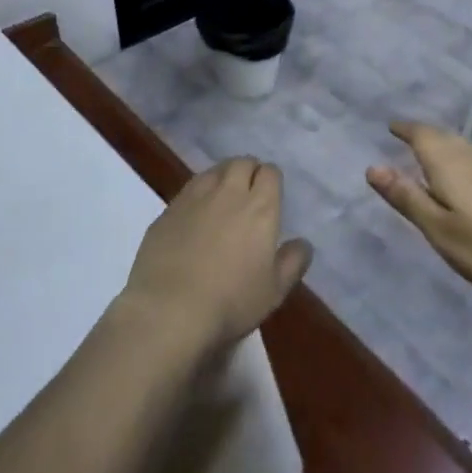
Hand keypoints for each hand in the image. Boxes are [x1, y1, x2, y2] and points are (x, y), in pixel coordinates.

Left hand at [119, 158, 312, 357]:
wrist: (169, 309)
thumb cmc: (231, 302)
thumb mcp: (274, 291)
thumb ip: (293, 263)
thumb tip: (303, 243)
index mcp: (260, 208)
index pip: (270, 173)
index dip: (271, 179)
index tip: (270, 194)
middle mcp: (228, 193)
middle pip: (241, 163)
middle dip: (248, 171)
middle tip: (248, 191)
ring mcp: (194, 198)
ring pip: (213, 171)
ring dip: (222, 177)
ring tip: (222, 197)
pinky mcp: (168, 210)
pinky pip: (188, 189)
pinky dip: (197, 194)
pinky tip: (194, 214)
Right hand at [367, 121, 471, 306]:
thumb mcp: (440, 229)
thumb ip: (407, 197)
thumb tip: (372, 166)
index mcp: (448, 162)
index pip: (421, 134)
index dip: (405, 129)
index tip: (391, 126)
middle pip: (442, 137)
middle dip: (422, 135)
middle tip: (405, 137)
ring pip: (462, 147)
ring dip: (443, 146)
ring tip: (429, 155)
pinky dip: (461, 160)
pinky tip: (465, 178)